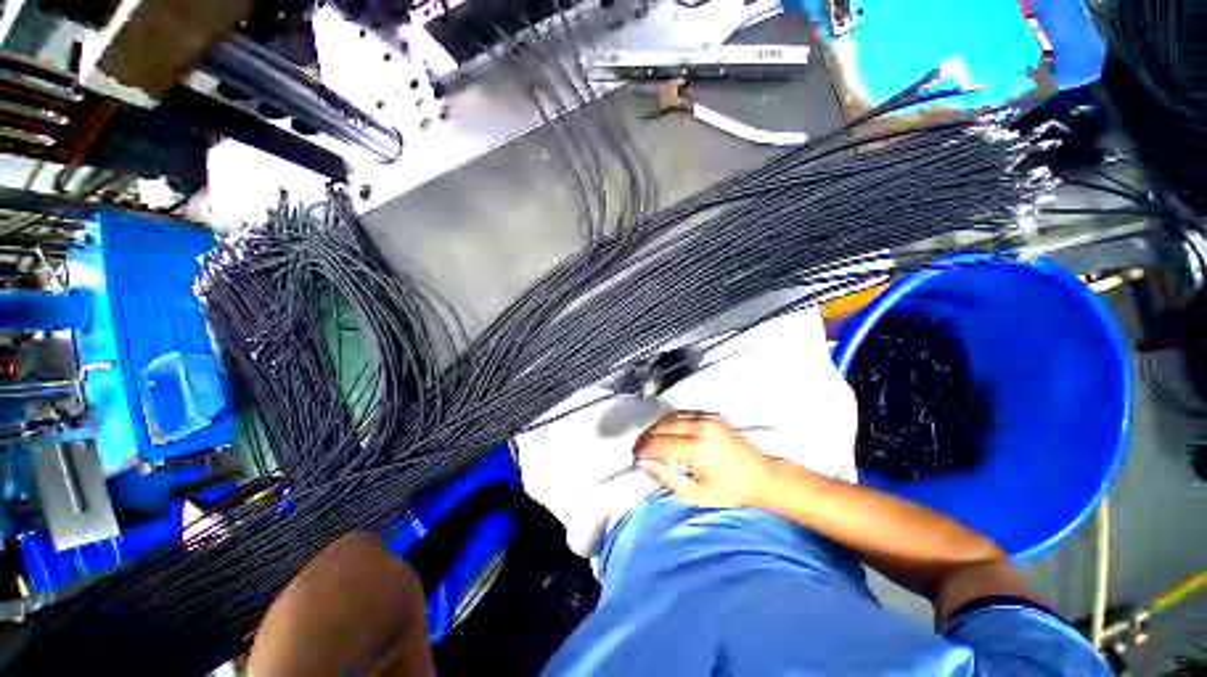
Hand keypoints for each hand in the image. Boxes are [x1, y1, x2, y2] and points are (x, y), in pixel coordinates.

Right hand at [634, 411, 774, 508]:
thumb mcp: (696, 495)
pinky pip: (682, 413)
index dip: (643, 449)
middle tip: (639, 449)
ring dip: (656, 427)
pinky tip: (667, 432)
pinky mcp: (711, 415)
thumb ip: (666, 478)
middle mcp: (701, 427)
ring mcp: (707, 418)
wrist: (764, 476)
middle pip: (661, 425)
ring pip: (670, 416)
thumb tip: (644, 464)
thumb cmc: (733, 491)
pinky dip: (670, 421)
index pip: (659, 443)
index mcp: (697, 448)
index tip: (635, 457)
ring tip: (650, 442)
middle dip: (646, 437)